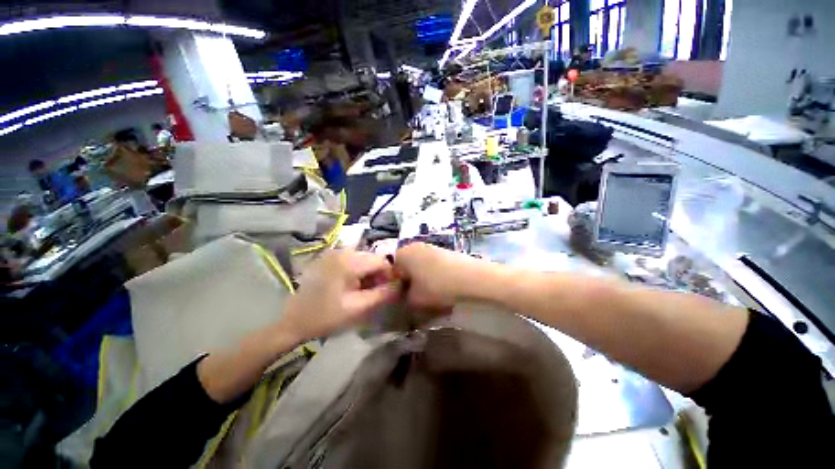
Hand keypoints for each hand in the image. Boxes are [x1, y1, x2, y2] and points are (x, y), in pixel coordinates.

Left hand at [279, 249, 400, 340]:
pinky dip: (358, 272)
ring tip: (363, 292)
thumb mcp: (358, 308)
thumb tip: (402, 284)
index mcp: (349, 261)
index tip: (388, 291)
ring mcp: (334, 253)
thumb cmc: (326, 316)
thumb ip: (383, 294)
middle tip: (374, 294)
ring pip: (364, 259)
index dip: (390, 275)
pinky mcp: (329, 258)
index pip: (382, 261)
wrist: (293, 321)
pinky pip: (353, 260)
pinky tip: (352, 286)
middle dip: (379, 275)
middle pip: (373, 259)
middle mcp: (343, 251)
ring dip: (369, 274)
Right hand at [394, 243, 477, 308]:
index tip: (402, 298)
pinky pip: (433, 264)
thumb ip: (404, 299)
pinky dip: (433, 275)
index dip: (395, 286)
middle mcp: (415, 246)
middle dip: (409, 281)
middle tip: (415, 296)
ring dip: (421, 278)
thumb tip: (405, 297)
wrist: (470, 277)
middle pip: (406, 266)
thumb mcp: (415, 299)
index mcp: (403, 254)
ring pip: (420, 265)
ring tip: (430, 293)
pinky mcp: (445, 251)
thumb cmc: (436, 286)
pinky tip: (442, 286)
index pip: (391, 270)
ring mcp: (431, 247)